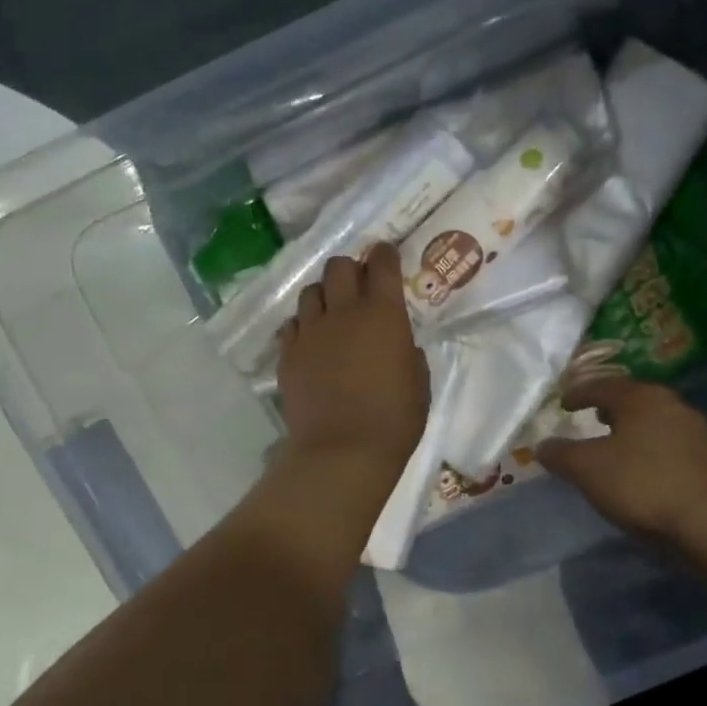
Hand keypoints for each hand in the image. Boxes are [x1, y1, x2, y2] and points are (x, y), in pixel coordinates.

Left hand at [277, 244, 428, 476]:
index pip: (382, 265)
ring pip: (310, 292)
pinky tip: (311, 341)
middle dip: (350, 269)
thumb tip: (399, 346)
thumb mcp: (419, 384)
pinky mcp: (288, 355)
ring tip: (331, 314)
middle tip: (358, 286)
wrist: (342, 451)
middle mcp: (343, 312)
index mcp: (383, 315)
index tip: (385, 254)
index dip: (384, 254)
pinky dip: (303, 326)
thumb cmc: (394, 420)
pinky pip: (292, 325)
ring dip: (324, 296)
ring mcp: (310, 332)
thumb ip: (408, 355)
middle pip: (339, 267)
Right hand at [537, 377, 706, 544]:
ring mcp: (698, 431)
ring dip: (634, 429)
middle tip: (593, 418)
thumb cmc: (642, 484)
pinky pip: (673, 445)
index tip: (564, 402)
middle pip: (634, 399)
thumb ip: (561, 454)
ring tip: (617, 446)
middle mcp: (673, 405)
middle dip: (610, 408)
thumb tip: (542, 446)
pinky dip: (653, 450)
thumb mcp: (588, 470)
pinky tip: (646, 470)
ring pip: (656, 422)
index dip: (580, 393)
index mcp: (641, 398)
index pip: (603, 386)